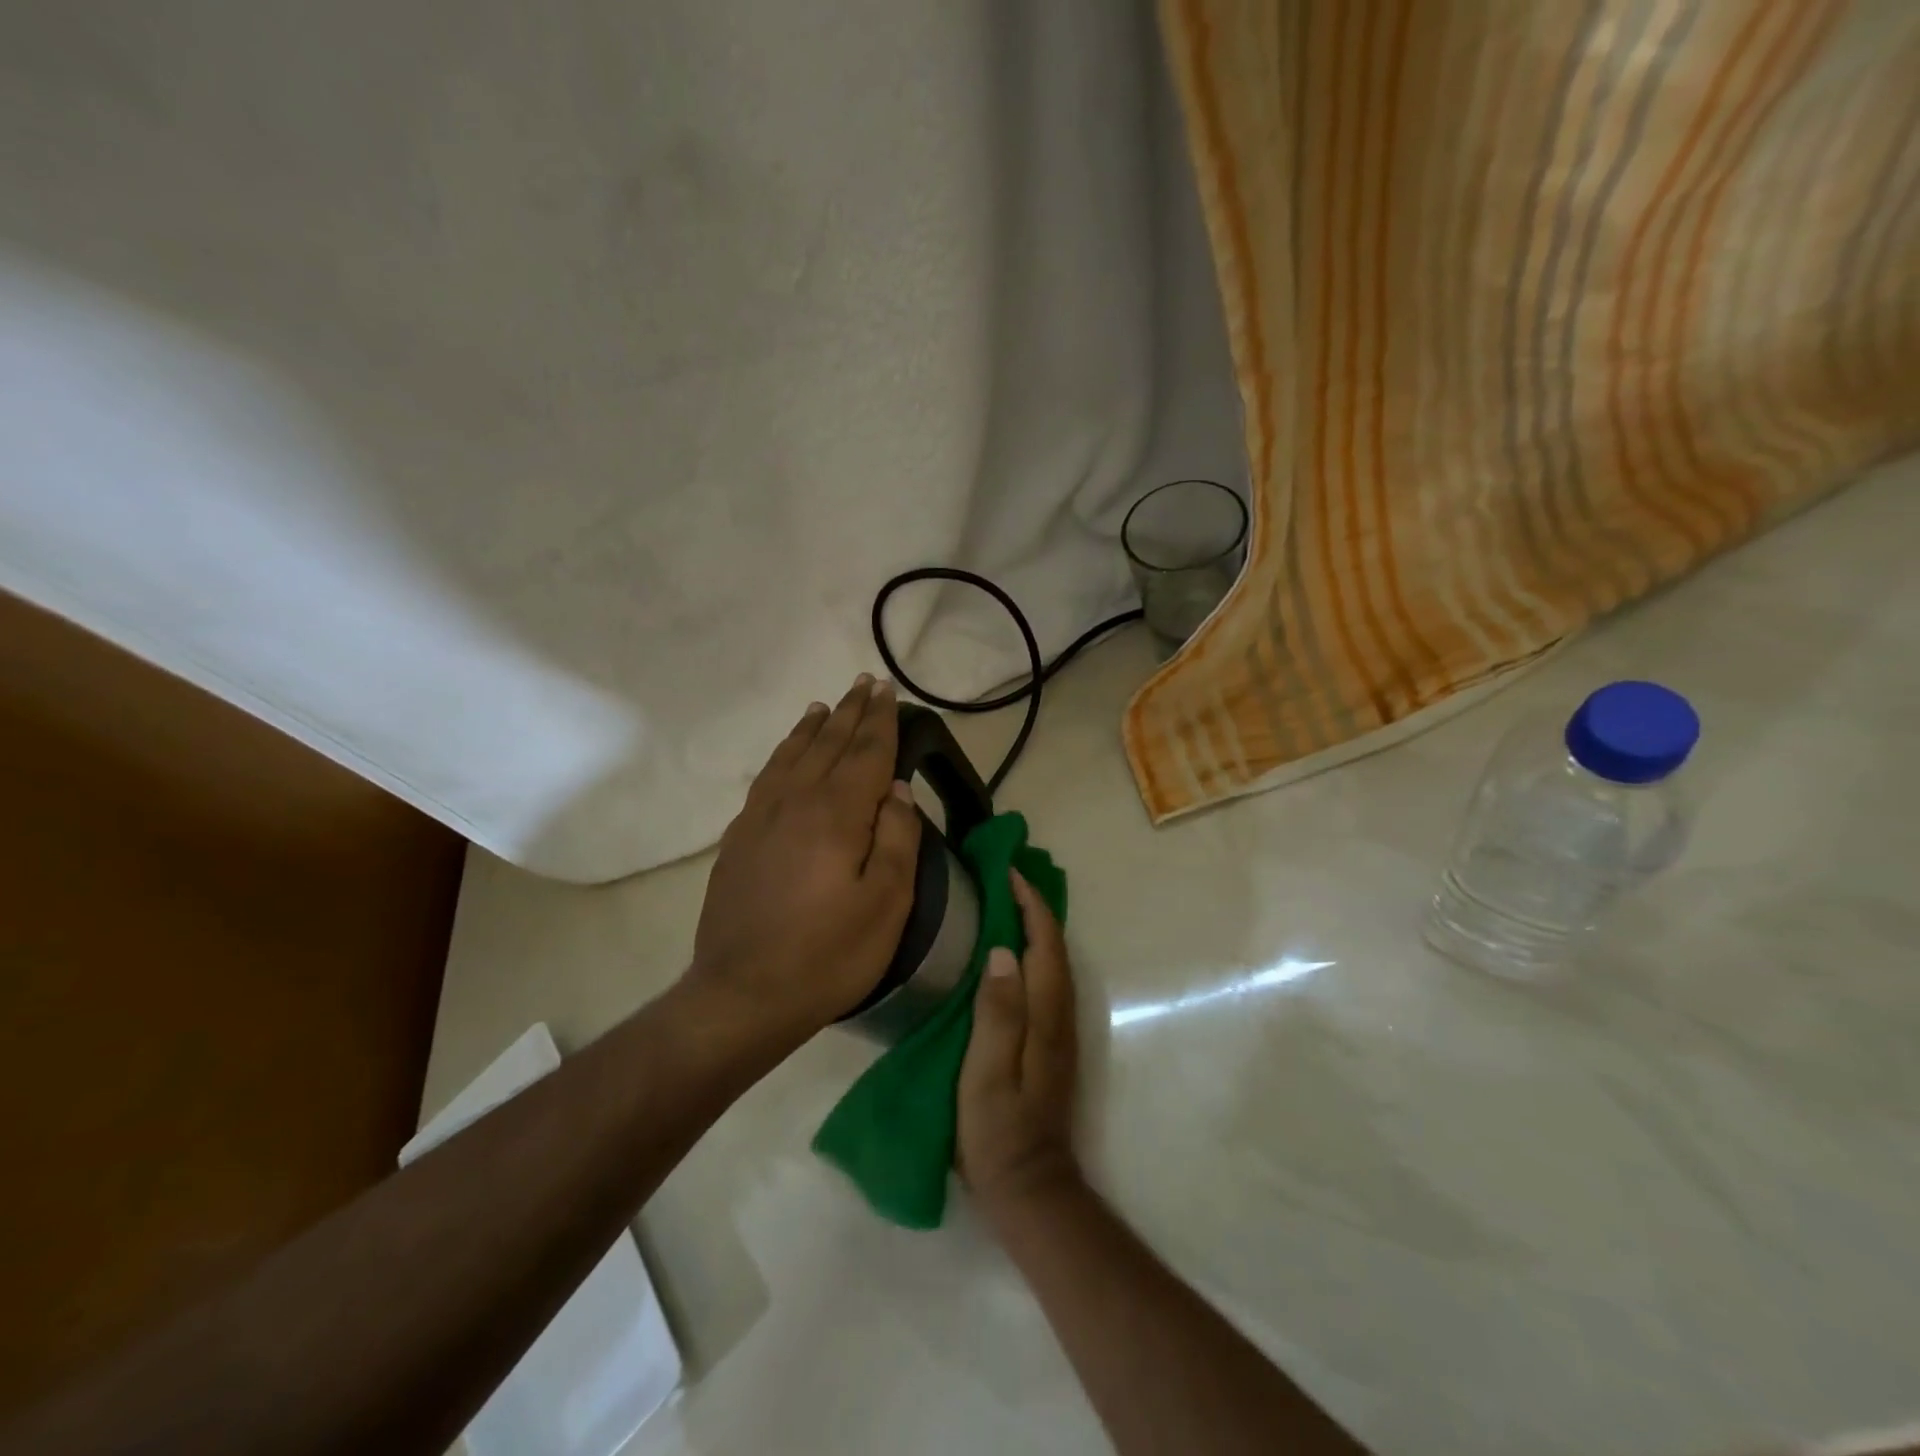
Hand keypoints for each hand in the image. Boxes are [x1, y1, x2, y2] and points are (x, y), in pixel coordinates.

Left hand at [688, 676, 921, 1044]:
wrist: (742, 994)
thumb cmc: (828, 954)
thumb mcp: (887, 903)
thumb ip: (897, 838)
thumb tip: (895, 789)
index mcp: (837, 814)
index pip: (865, 752)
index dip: (879, 719)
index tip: (887, 689)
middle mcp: (796, 801)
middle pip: (828, 744)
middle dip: (850, 712)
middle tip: (864, 683)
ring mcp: (760, 817)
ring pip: (792, 755)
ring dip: (813, 727)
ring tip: (826, 706)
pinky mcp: (739, 838)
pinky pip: (767, 777)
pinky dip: (783, 754)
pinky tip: (788, 754)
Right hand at [957, 870, 1082, 1217]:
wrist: (1030, 1188)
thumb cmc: (998, 1132)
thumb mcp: (986, 1074)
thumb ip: (997, 1014)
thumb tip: (1003, 952)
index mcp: (1045, 1017)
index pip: (1045, 946)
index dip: (1030, 906)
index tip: (1008, 872)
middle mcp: (1060, 1016)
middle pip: (1055, 948)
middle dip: (1036, 907)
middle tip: (1005, 877)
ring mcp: (1059, 1030)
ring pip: (1053, 963)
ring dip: (1037, 927)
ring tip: (1007, 902)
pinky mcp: (1051, 1043)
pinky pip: (1046, 980)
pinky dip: (1034, 952)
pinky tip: (1013, 952)